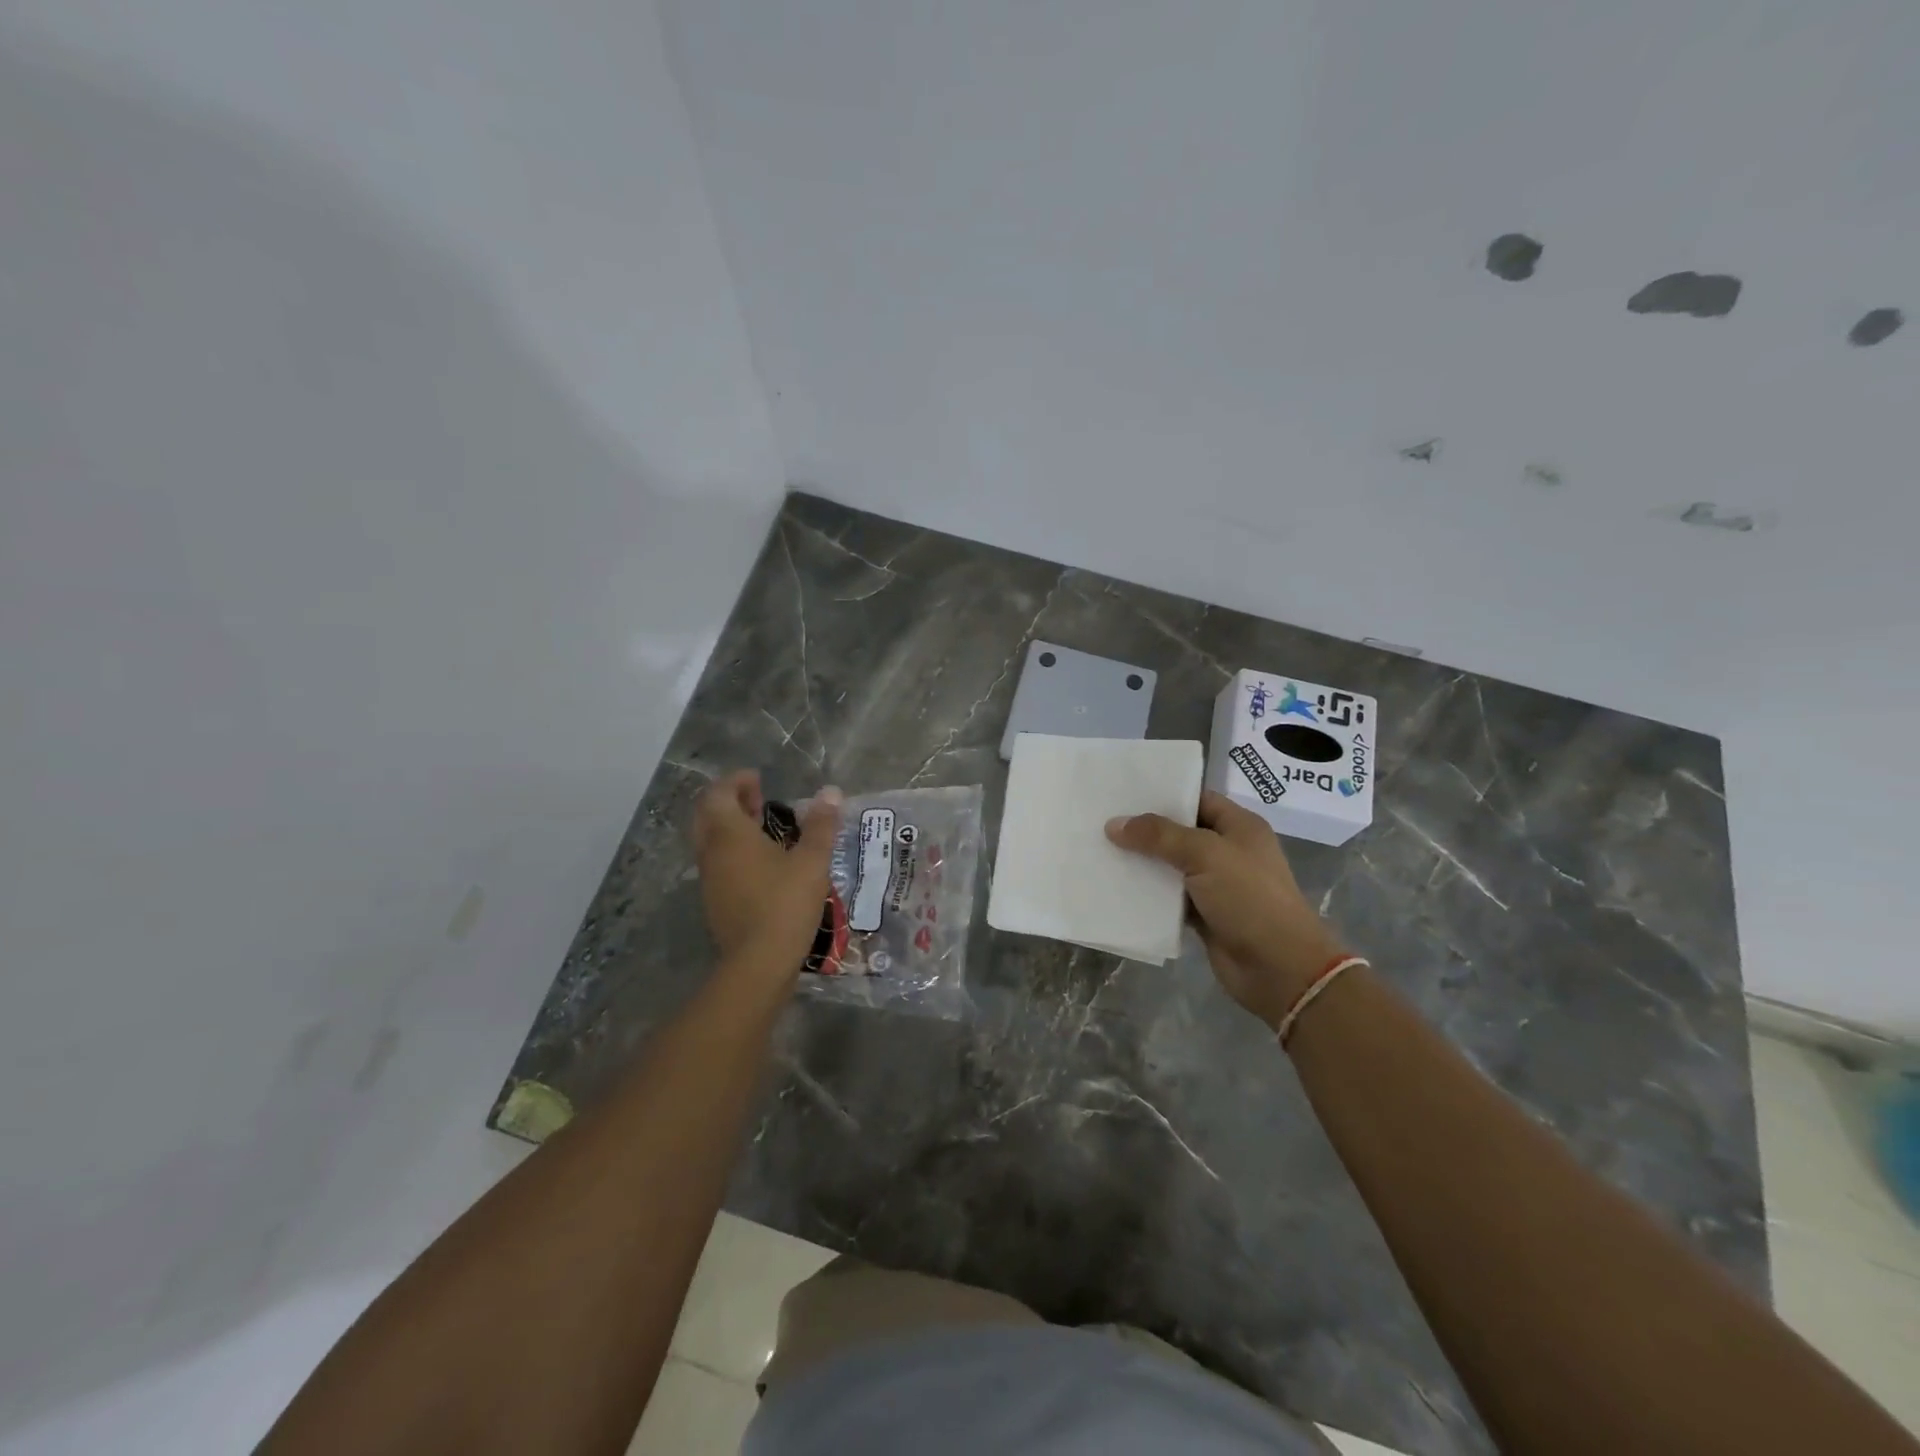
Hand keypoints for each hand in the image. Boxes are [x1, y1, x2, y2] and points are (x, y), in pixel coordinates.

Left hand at [692, 770, 842, 994]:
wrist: (759, 962)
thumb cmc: (785, 902)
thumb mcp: (812, 861)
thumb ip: (822, 825)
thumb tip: (831, 793)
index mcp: (729, 835)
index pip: (719, 794)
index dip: (736, 781)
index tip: (758, 779)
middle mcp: (712, 852)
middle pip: (707, 815)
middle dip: (729, 801)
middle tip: (757, 799)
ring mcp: (709, 880)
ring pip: (710, 841)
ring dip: (730, 827)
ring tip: (762, 829)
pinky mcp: (714, 902)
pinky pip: (717, 864)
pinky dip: (732, 852)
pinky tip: (761, 864)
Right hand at [1106, 790, 1349, 1029]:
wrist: (1279, 968)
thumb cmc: (1249, 899)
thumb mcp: (1206, 854)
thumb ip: (1159, 836)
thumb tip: (1114, 825)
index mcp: (1240, 827)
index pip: (1197, 799)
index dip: (1164, 795)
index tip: (1124, 793)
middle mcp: (1228, 852)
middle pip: (1180, 833)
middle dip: (1145, 830)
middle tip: (1102, 820)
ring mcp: (1216, 886)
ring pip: (1171, 867)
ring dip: (1142, 863)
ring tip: (1100, 850)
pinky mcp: (1204, 916)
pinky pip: (1169, 898)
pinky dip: (1148, 895)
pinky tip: (1116, 887)